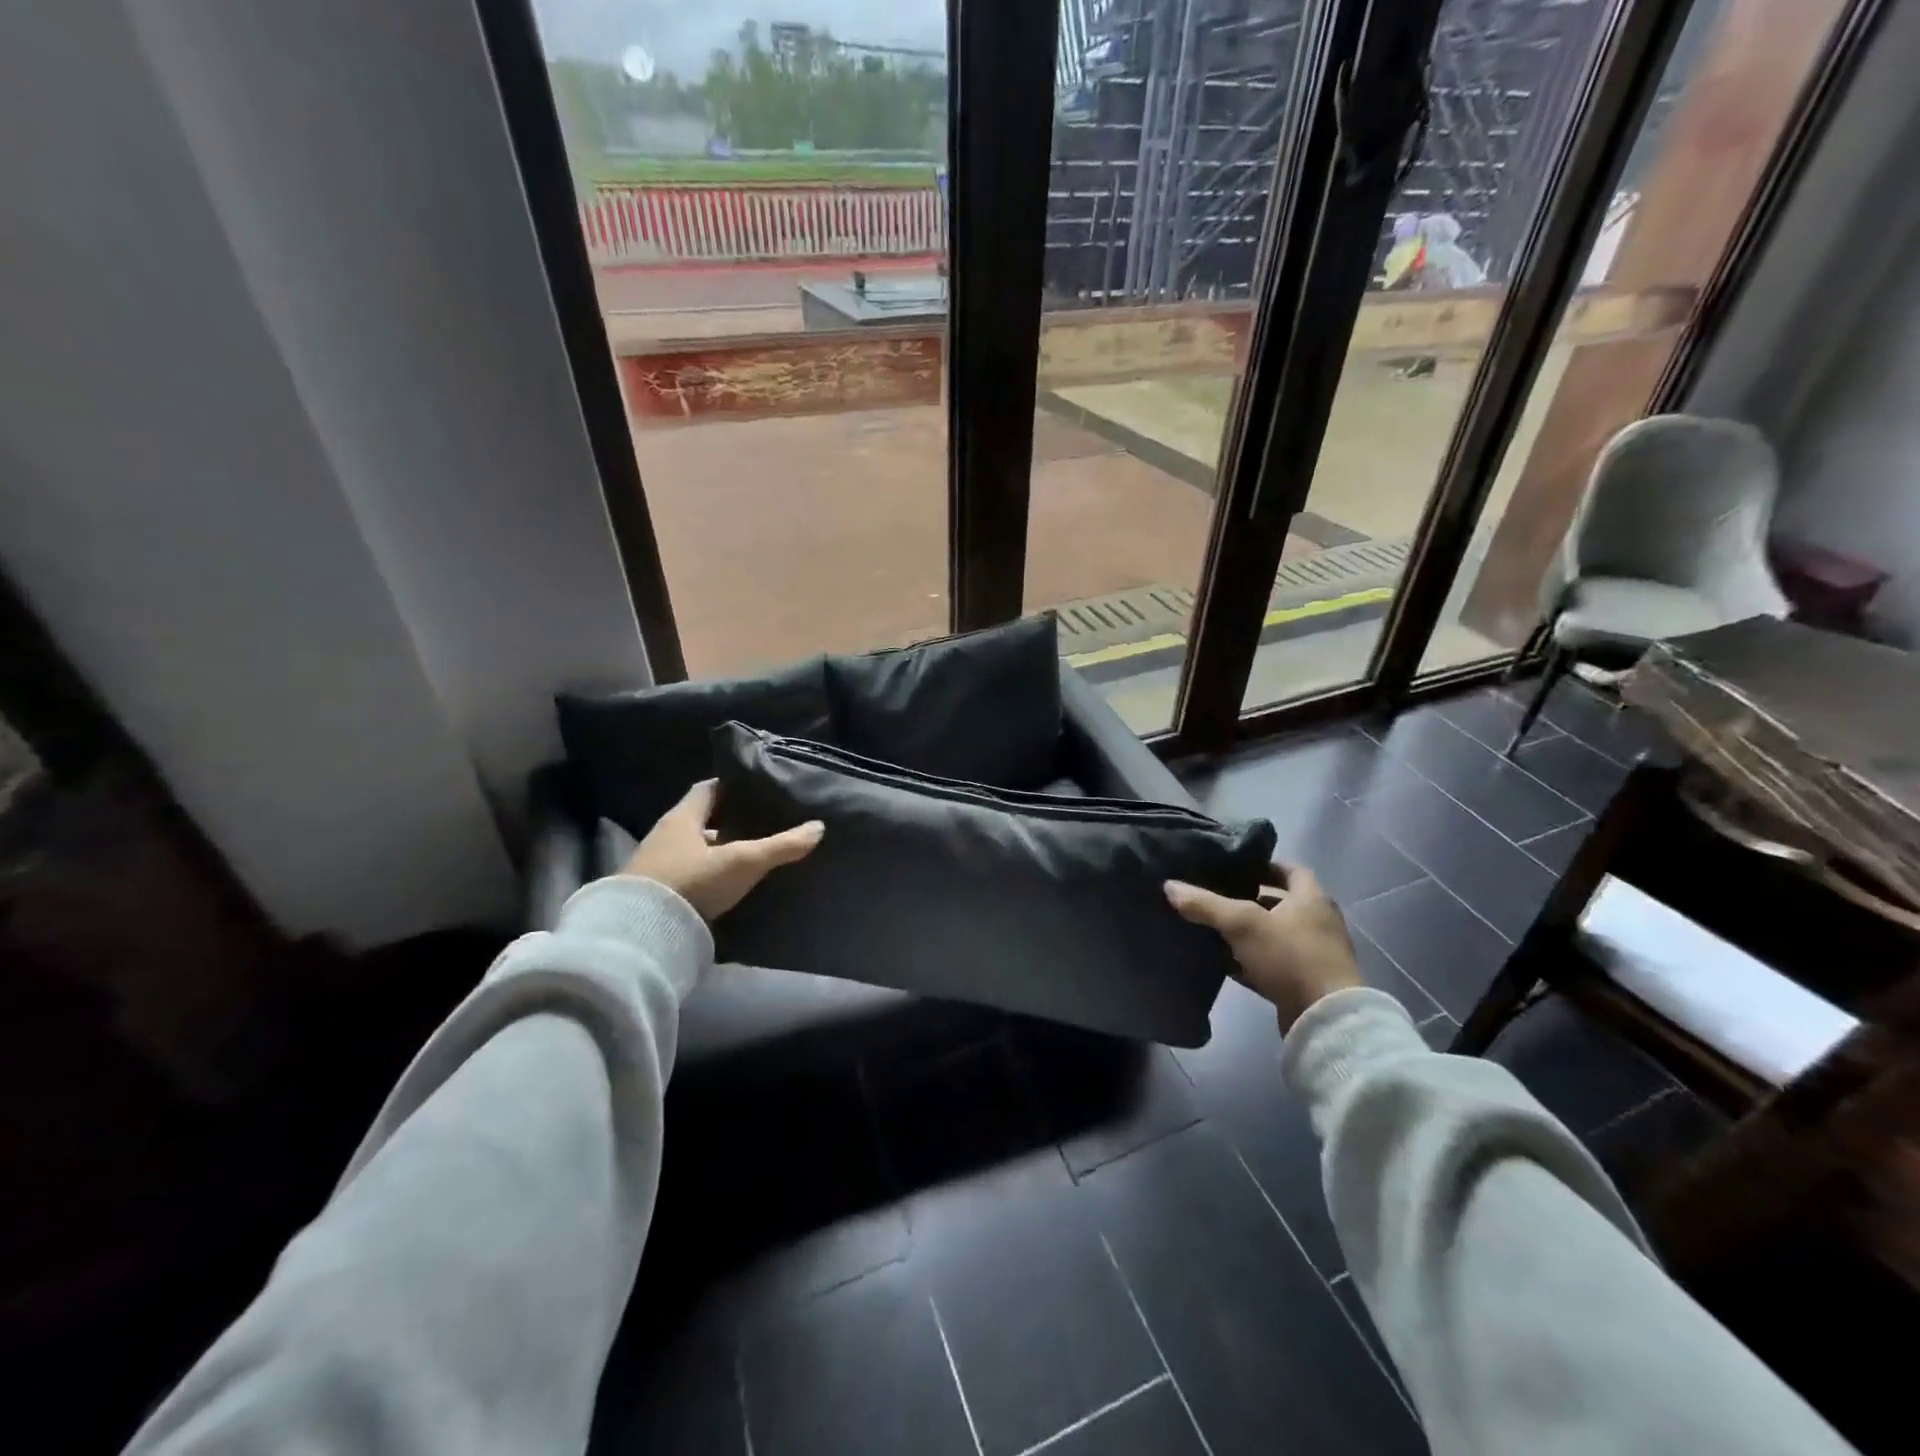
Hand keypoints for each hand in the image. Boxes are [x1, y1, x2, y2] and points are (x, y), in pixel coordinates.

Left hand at [623, 779, 822, 922]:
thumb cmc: (692, 882)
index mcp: (682, 817)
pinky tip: (727, 883)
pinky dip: (707, 874)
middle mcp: (666, 835)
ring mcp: (657, 865)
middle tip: (761, 824)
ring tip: (749, 855)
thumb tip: (818, 827)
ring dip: (718, 850)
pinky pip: (688, 873)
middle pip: (702, 820)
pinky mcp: (655, 892)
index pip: (708, 789)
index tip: (757, 791)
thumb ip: (781, 845)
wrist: (640, 934)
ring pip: (695, 848)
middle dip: (730, 822)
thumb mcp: (742, 862)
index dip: (733, 787)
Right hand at [1164, 864, 1362, 1030]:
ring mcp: (1314, 954)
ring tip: (1214, 927)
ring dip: (1249, 933)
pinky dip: (1251, 961)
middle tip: (1217, 895)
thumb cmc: (1289, 957)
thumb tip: (1169, 886)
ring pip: (1275, 935)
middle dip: (1249, 900)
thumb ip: (1205, 904)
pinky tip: (1225, 963)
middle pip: (1280, 903)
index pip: (1289, 870)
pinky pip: (1274, 964)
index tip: (1235, 867)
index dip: (1263, 865)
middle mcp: (1318, 922)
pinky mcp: (1306, 982)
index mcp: (1311, 899)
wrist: (1324, 1019)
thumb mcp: (1241, 924)